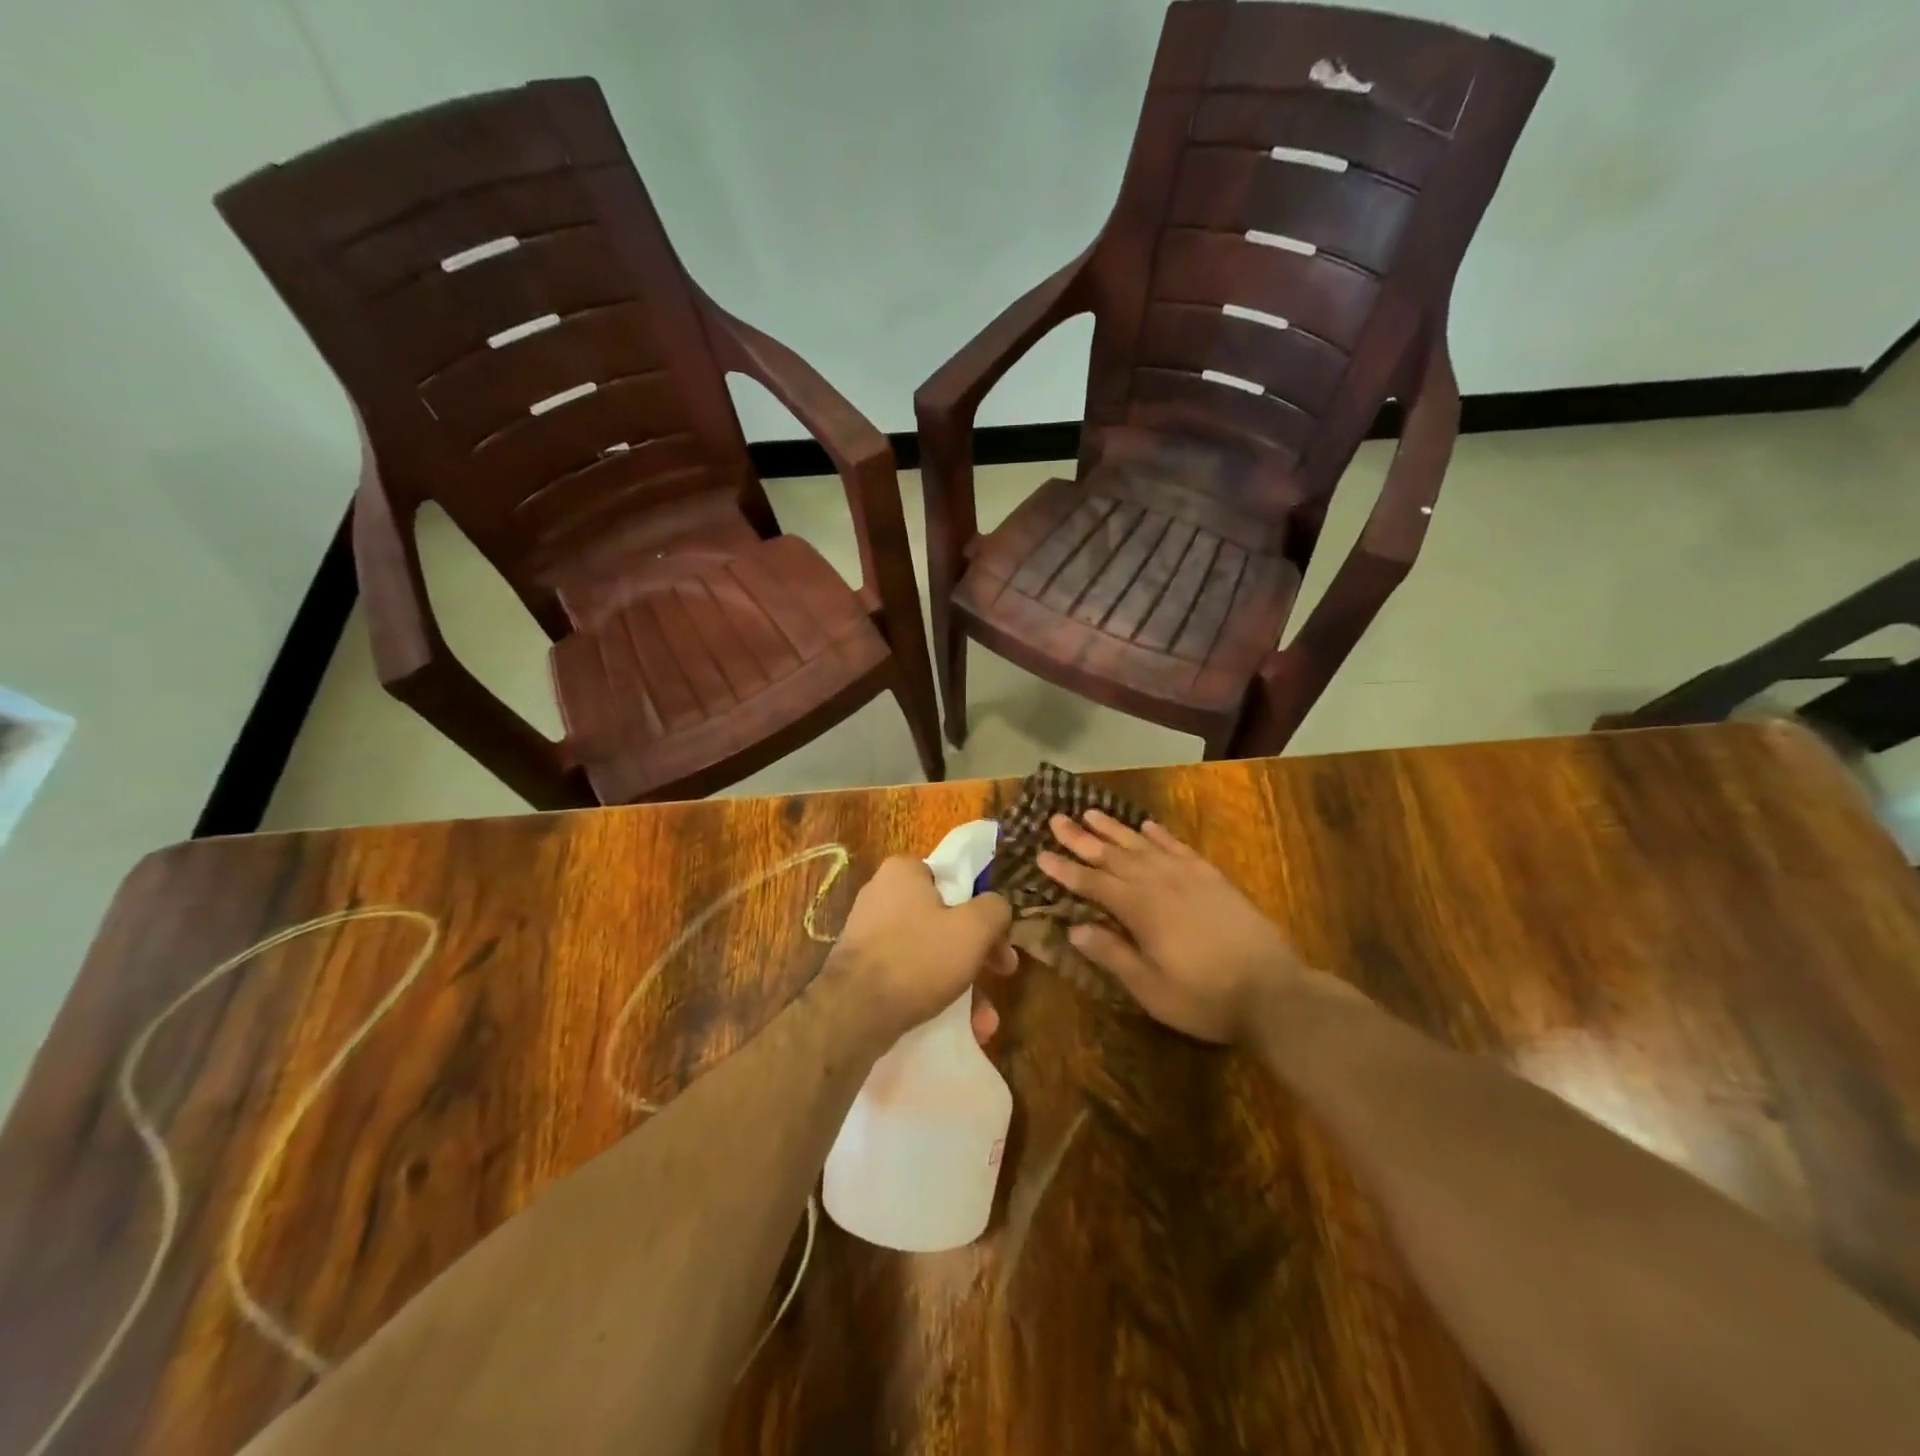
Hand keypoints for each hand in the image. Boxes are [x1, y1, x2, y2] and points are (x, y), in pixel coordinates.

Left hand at [825, 856, 1014, 1045]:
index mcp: (903, 870)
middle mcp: (882, 894)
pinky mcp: (863, 967)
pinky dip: (935, 993)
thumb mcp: (973, 928)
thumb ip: (995, 908)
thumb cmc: (918, 957)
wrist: (853, 1014)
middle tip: (1002, 972)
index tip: (1000, 935)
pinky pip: (910, 973)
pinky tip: (961, 1026)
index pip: (954, 876)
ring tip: (984, 1019)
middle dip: (978, 952)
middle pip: (946, 917)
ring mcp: (869, 932)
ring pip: (931, 950)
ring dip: (963, 982)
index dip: (983, 905)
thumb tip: (998, 907)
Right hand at [1036, 813, 1337, 1043]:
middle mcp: (1159, 883)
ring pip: (1143, 845)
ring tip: (1091, 812)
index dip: (1065, 869)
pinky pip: (1179, 848)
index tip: (1040, 853)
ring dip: (1115, 829)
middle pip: (1113, 855)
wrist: (1274, 992)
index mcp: (1140, 909)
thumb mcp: (1150, 988)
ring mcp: (1189, 877)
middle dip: (1082, 838)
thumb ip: (1112, 954)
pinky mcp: (1213, 879)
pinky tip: (1147, 826)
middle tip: (1056, 818)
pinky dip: (1160, 835)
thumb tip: (1074, 928)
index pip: (1092, 883)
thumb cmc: (1205, 997)